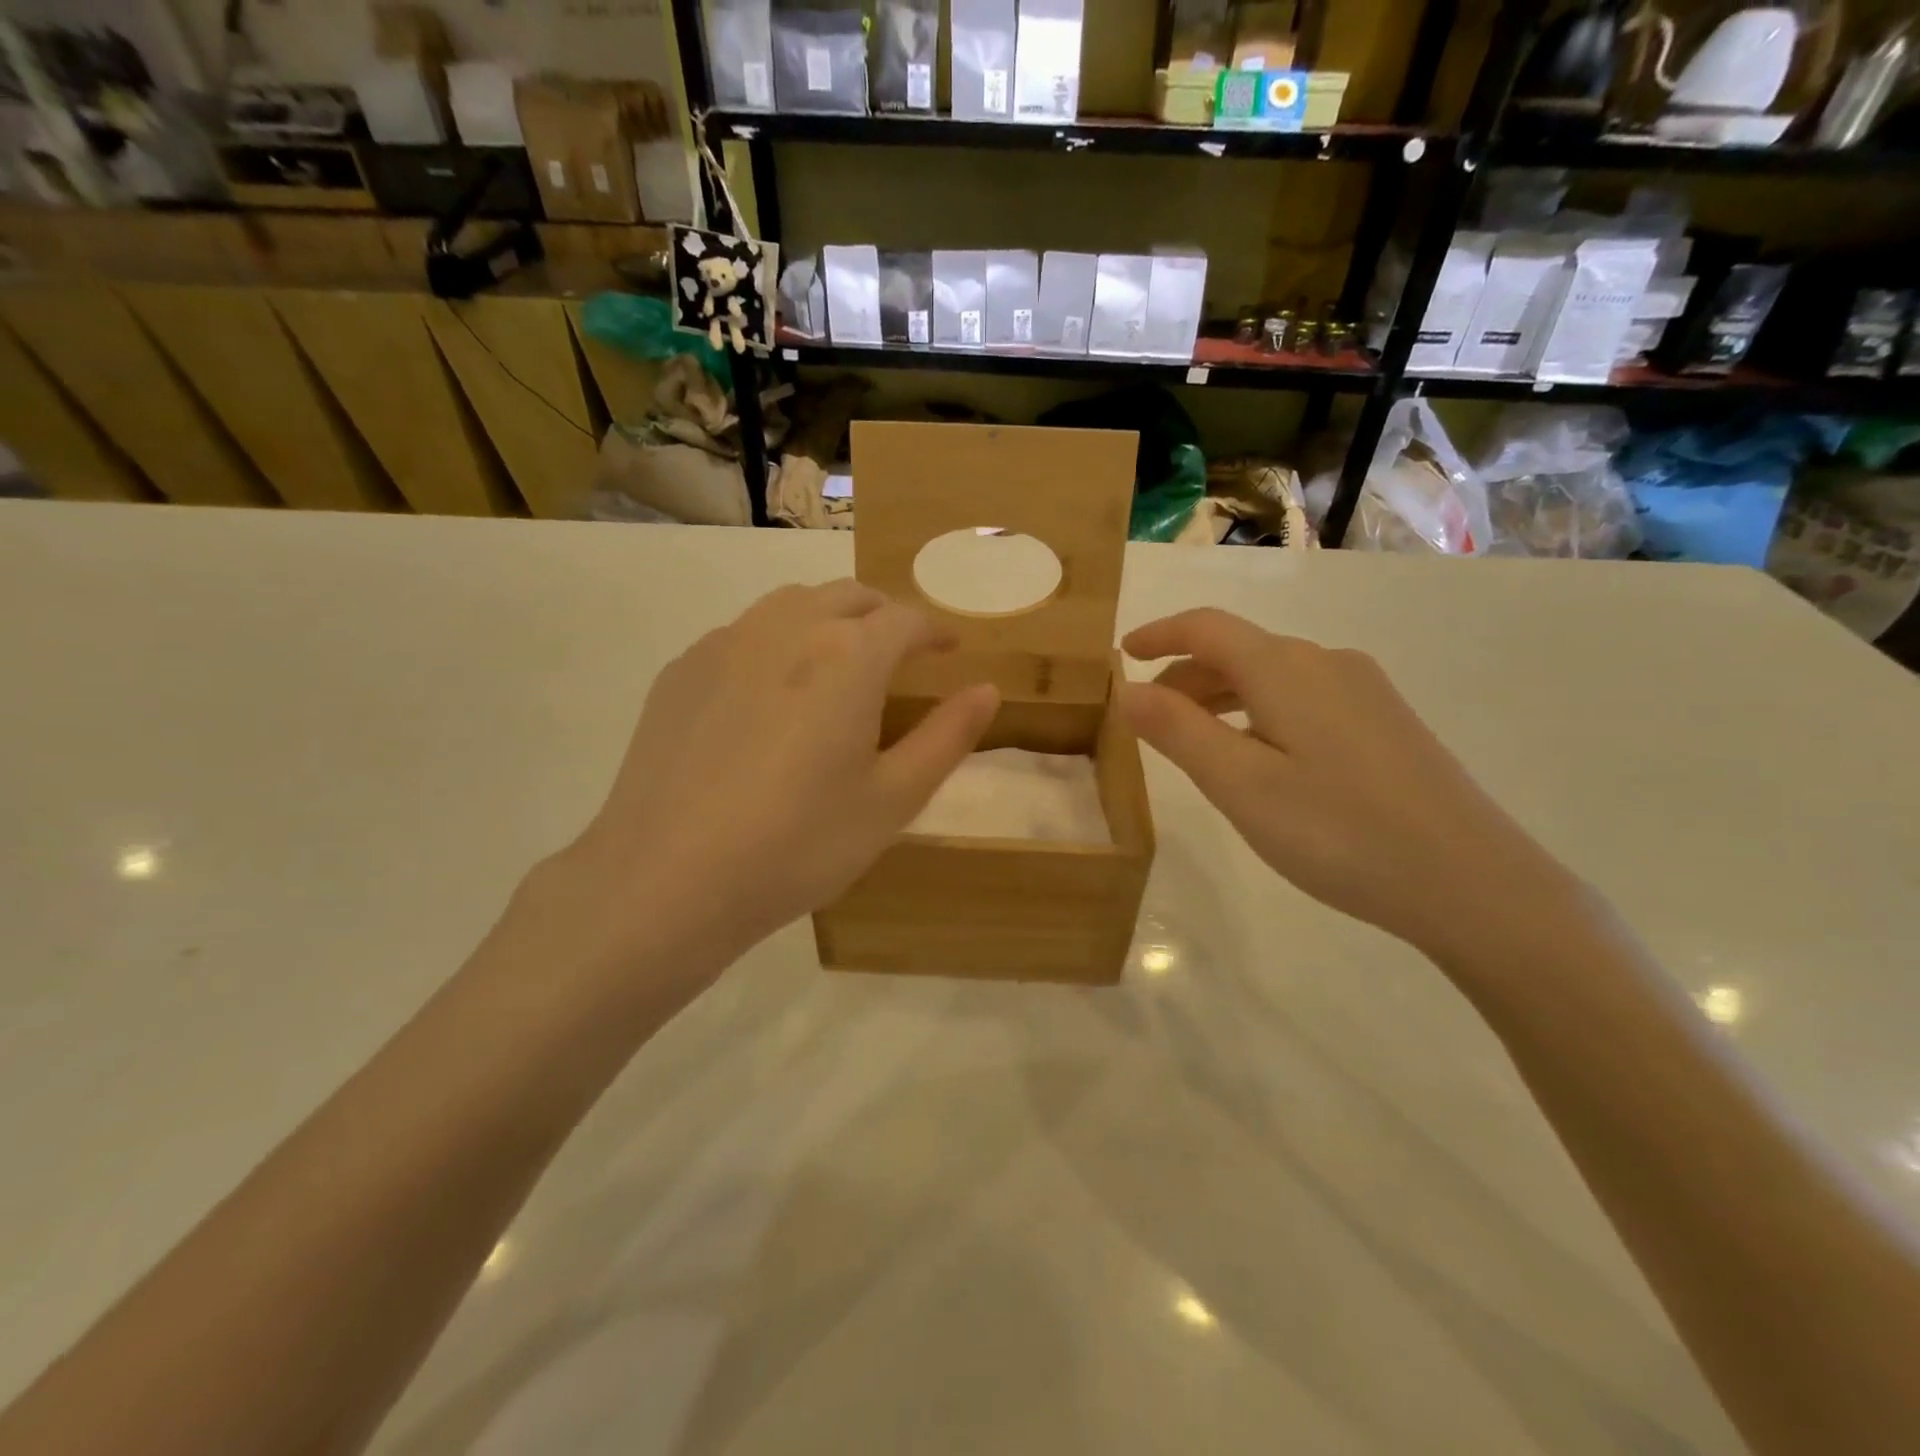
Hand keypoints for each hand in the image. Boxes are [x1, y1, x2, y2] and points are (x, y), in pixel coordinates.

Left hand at [545, 581, 999, 975]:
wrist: (668, 878)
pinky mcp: (681, 670)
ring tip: (838, 663)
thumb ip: (946, 737)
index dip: (935, 630)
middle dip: (884, 615)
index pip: (905, 619)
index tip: (948, 648)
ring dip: (828, 619)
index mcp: (848, 655)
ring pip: (790, 604)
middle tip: (900, 653)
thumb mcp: (893, 800)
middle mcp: (786, 628)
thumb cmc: (799, 843)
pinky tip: (769, 694)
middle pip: (848, 596)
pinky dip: (775, 643)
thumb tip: (986, 690)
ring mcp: (725, 643)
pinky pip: (742, 634)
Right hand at [1118, 609, 1579, 958]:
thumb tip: (1126, 690)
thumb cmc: (1339, 832)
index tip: (1121, 655)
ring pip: (1272, 675)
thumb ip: (1177, 731)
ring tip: (1193, 739)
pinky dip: (1259, 711)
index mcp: (1286, 668)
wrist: (1472, 882)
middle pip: (1239, 650)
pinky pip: (1303, 697)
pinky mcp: (1386, 722)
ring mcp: (1364, 691)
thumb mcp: (1240, 784)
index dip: (1159, 634)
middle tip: (1147, 716)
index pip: (1207, 627)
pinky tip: (1259, 756)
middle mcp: (1327, 662)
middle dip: (1185, 674)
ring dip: (1221, 695)